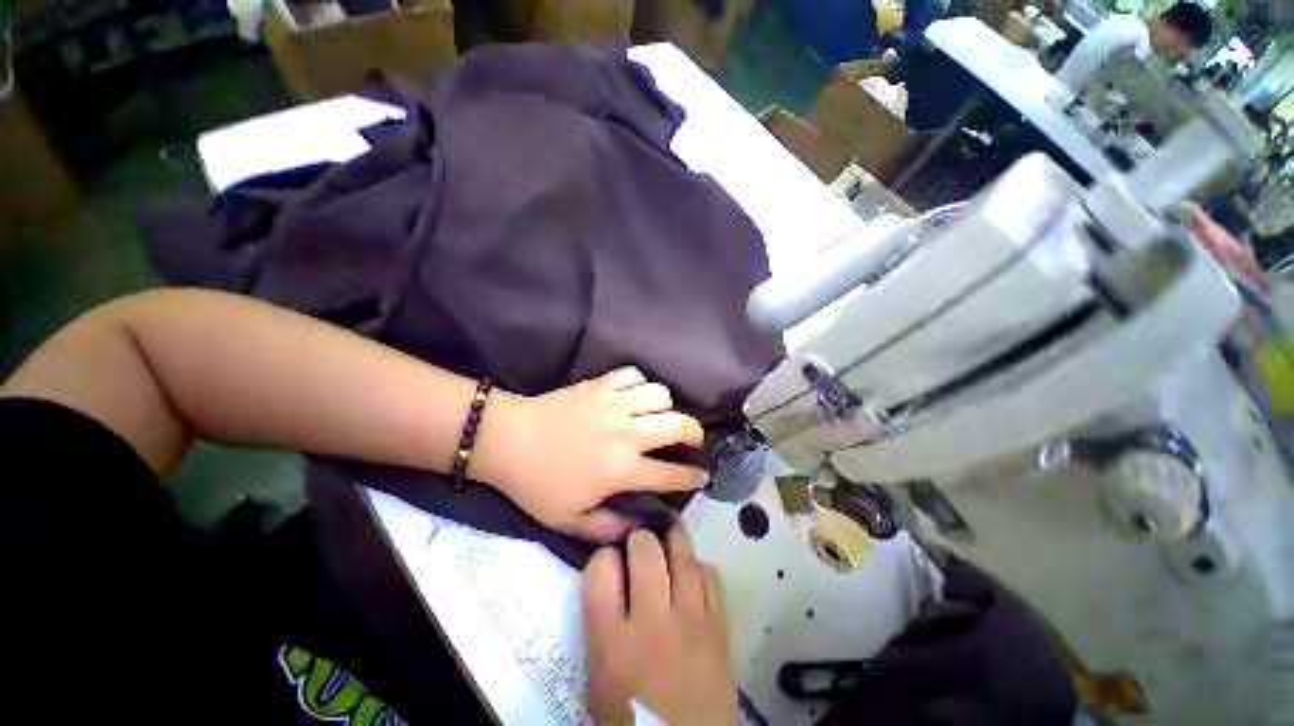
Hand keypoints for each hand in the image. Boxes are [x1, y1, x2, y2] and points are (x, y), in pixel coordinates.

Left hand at [473, 367, 704, 540]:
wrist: (506, 440)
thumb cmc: (536, 485)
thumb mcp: (570, 521)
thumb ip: (610, 528)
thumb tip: (641, 525)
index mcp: (623, 469)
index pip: (674, 474)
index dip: (693, 478)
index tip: (701, 478)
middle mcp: (627, 433)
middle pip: (681, 424)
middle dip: (695, 436)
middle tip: (689, 445)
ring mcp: (613, 404)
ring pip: (662, 394)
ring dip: (667, 408)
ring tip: (659, 421)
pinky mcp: (598, 384)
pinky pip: (634, 375)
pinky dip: (640, 385)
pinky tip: (633, 400)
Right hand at [582, 527, 735, 724]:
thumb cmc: (632, 714)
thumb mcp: (597, 676)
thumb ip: (599, 631)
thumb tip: (606, 593)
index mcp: (611, 637)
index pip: (601, 572)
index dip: (602, 556)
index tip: (605, 557)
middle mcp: (652, 620)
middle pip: (646, 555)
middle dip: (638, 538)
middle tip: (637, 538)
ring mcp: (692, 620)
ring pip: (684, 560)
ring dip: (673, 541)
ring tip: (667, 533)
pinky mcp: (721, 626)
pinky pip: (712, 580)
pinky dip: (700, 568)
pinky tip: (693, 569)